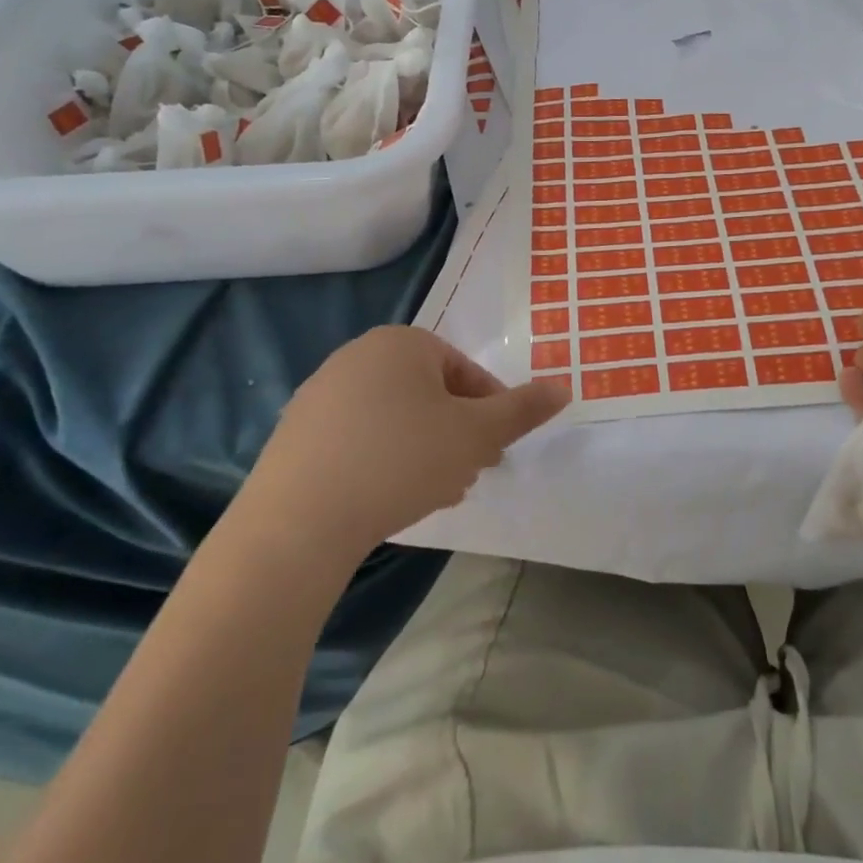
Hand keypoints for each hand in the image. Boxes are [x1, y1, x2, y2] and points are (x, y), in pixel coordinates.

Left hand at [245, 326, 568, 554]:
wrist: (299, 519)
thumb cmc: (401, 460)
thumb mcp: (477, 435)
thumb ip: (523, 410)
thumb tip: (565, 387)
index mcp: (403, 343)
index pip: (465, 371)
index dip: (490, 412)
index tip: (496, 452)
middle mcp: (358, 355)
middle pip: (430, 394)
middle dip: (456, 434)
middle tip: (467, 475)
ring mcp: (321, 392)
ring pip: (396, 418)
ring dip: (424, 450)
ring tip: (432, 493)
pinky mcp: (297, 431)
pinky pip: (358, 437)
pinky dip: (383, 459)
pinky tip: (387, 498)